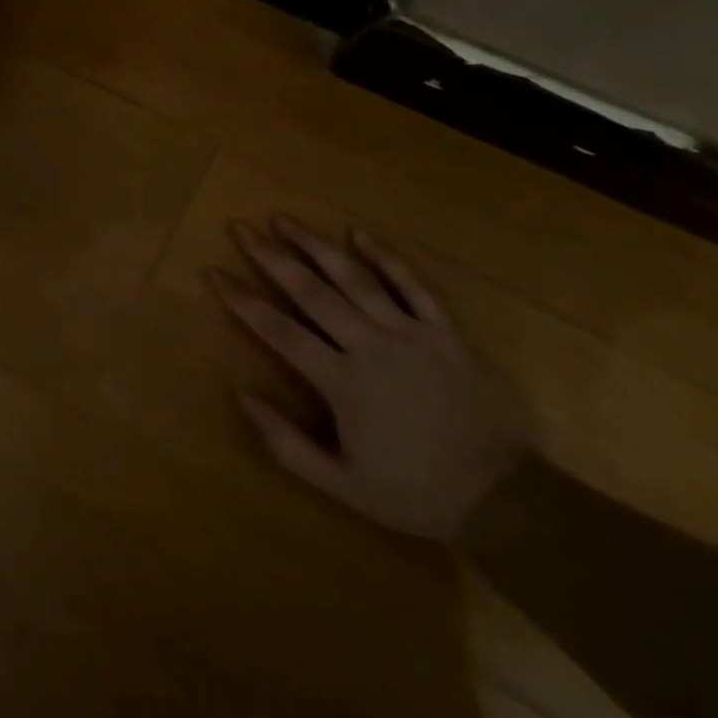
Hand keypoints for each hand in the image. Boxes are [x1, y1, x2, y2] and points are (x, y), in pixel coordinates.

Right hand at [208, 216, 531, 542]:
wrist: (502, 498)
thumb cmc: (413, 492)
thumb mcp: (340, 484)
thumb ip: (285, 442)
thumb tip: (241, 395)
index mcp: (342, 382)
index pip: (279, 330)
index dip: (243, 300)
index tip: (215, 273)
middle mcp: (370, 345)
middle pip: (311, 291)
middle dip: (271, 257)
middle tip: (242, 228)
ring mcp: (410, 332)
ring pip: (355, 277)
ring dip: (316, 245)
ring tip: (285, 220)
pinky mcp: (444, 330)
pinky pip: (412, 284)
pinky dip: (385, 256)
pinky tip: (359, 232)